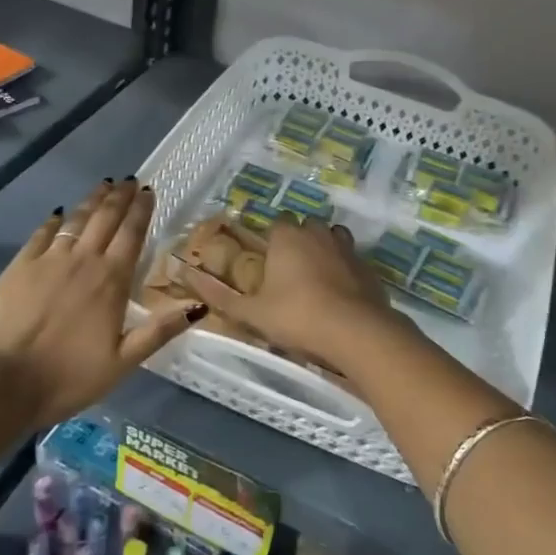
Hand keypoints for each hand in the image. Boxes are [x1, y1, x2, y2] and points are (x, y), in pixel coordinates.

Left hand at [0, 179, 203, 423]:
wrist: (2, 382)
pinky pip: (42, 233)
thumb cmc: (67, 377)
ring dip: (92, 201)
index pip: (132, 234)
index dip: (141, 210)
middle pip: (105, 218)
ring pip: (76, 219)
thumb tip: (198, 306)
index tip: (148, 190)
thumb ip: (159, 331)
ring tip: (103, 186)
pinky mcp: (20, 265)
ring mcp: (48, 259)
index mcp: (111, 281)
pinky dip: (55, 220)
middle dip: (120, 197)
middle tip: (129, 180)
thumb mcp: (122, 362)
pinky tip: (59, 213)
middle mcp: (83, 260)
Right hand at [172, 217, 402, 367]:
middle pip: (305, 226)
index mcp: (287, 237)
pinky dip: (345, 269)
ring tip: (315, 277)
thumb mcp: (252, 313)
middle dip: (298, 240)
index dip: (271, 239)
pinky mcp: (369, 267)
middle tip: (289, 271)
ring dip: (324, 249)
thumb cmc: (297, 317)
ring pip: (332, 237)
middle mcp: (317, 233)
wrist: (357, 331)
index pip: (277, 223)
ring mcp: (347, 247)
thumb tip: (186, 276)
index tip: (267, 261)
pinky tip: (340, 293)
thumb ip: (220, 296)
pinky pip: (352, 259)